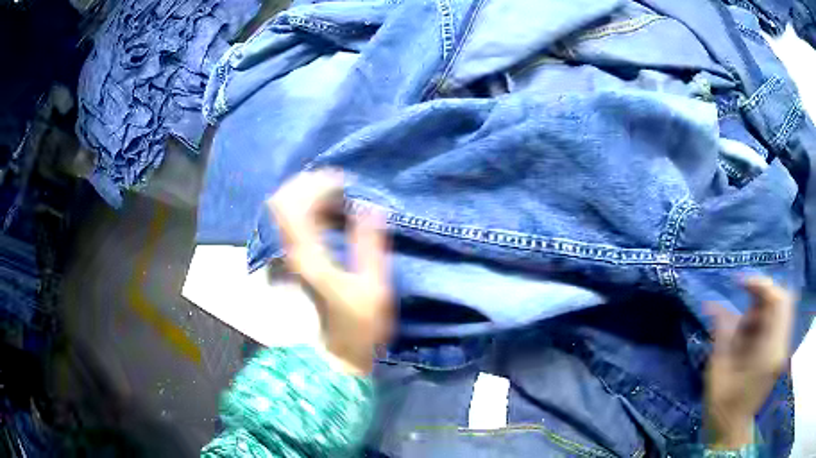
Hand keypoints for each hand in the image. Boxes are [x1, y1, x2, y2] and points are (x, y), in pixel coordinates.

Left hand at [267, 170, 392, 375]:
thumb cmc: (359, 324)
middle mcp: (291, 252)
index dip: (315, 184)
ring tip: (338, 197)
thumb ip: (369, 244)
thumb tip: (370, 207)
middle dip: (309, 185)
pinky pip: (293, 223)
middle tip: (340, 187)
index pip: (292, 204)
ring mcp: (290, 256)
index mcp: (308, 255)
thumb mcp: (374, 285)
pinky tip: (331, 214)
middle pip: (281, 201)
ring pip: (285, 210)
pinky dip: (309, 209)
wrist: (338, 352)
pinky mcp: (295, 261)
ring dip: (309, 196)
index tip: (344, 184)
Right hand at [704, 277, 793, 448]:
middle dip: (763, 294)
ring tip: (741, 331)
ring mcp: (782, 349)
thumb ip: (722, 334)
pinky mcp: (779, 352)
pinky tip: (747, 337)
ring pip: (780, 309)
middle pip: (783, 300)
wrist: (731, 431)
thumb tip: (712, 304)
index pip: (778, 301)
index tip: (740, 283)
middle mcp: (781, 346)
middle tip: (743, 300)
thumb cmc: (722, 406)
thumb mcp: (718, 371)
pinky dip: (763, 320)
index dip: (761, 284)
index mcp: (770, 352)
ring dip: (761, 310)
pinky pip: (777, 321)